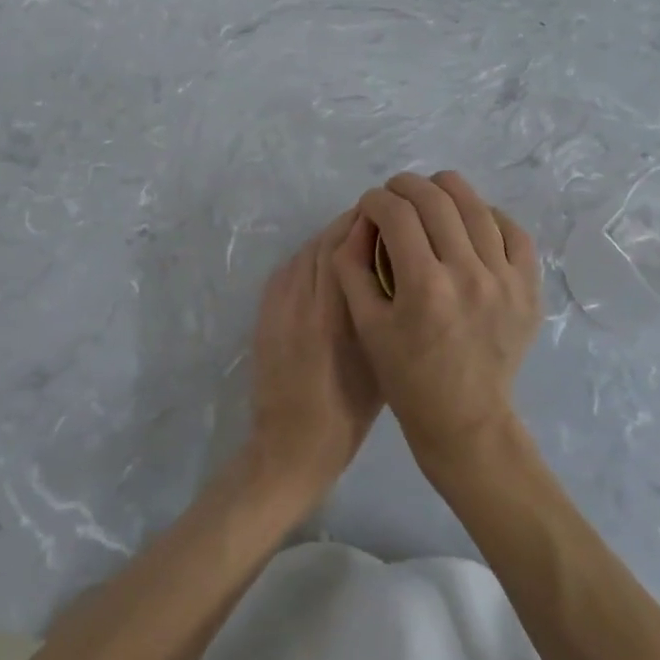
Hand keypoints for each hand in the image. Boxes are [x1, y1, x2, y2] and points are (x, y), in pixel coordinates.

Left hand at [248, 212, 381, 502]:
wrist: (288, 446)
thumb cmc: (346, 416)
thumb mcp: (377, 366)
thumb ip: (380, 316)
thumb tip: (394, 275)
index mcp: (333, 316)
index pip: (346, 249)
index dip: (366, 224)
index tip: (390, 213)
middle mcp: (302, 302)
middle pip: (324, 244)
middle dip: (350, 224)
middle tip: (378, 217)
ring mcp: (277, 306)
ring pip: (306, 254)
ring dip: (330, 238)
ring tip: (357, 235)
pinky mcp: (264, 313)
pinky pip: (289, 270)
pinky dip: (310, 257)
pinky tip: (327, 261)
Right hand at [334, 171, 540, 468]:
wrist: (465, 418)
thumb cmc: (406, 375)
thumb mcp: (365, 324)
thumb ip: (353, 266)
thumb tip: (361, 221)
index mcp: (423, 286)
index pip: (396, 214)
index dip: (376, 200)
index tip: (369, 204)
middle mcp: (468, 274)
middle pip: (436, 200)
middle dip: (407, 185)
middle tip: (394, 192)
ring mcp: (505, 279)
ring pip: (477, 207)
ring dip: (447, 190)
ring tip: (430, 193)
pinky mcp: (528, 288)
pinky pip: (514, 232)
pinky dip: (489, 215)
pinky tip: (471, 219)